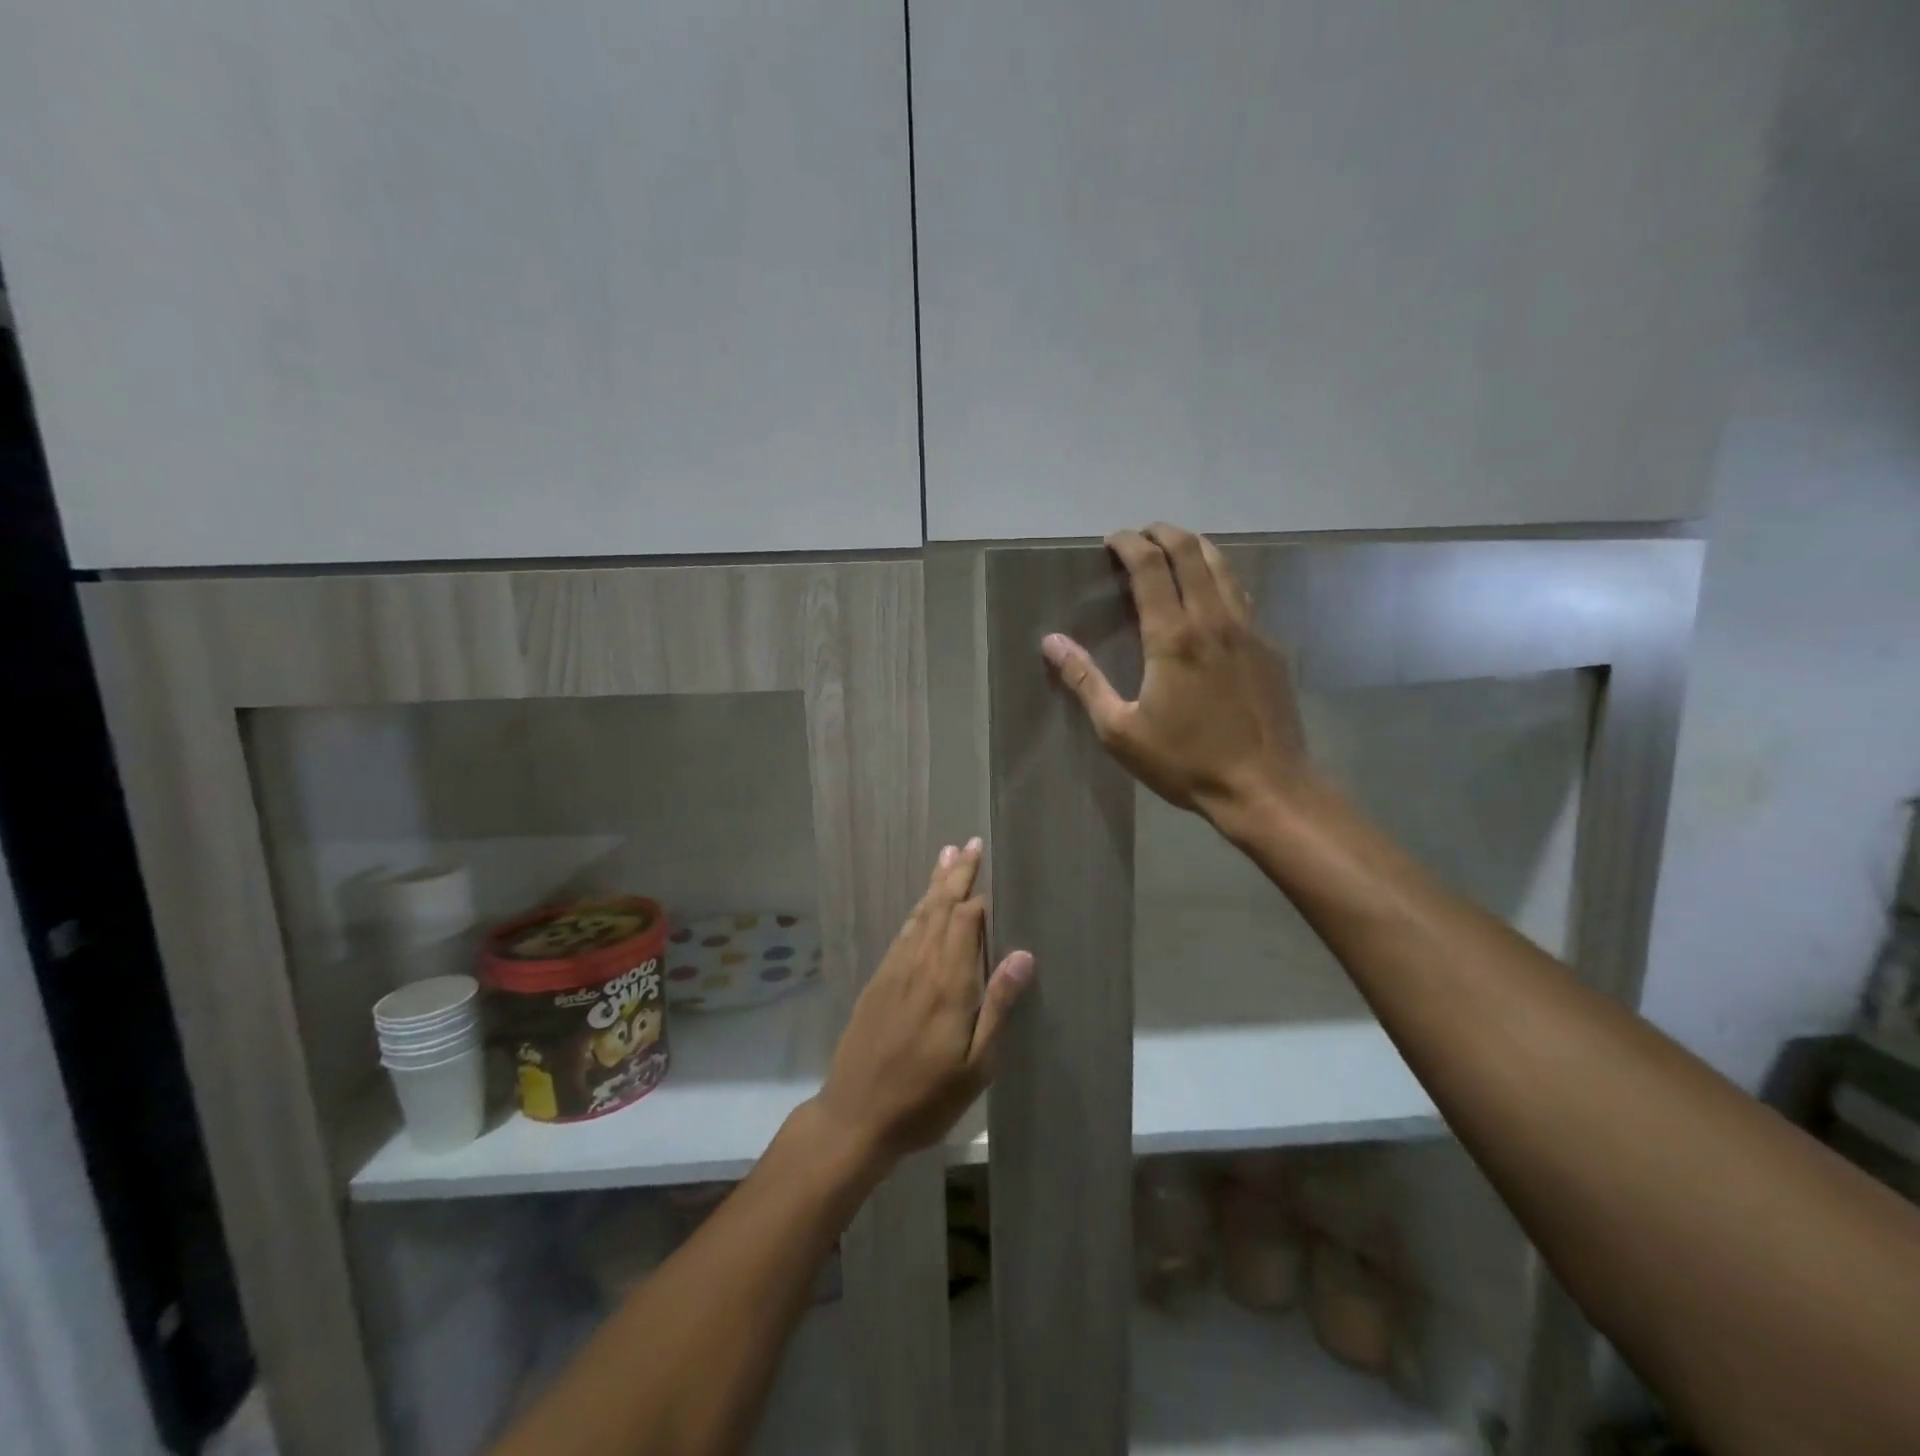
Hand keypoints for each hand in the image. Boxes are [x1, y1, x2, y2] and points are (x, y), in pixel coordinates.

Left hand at [813, 840, 1033, 1166]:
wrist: (855, 1116)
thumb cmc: (925, 1098)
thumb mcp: (975, 1066)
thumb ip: (997, 1006)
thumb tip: (1023, 954)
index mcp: (949, 984)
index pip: (967, 922)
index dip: (982, 896)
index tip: (995, 870)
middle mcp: (920, 966)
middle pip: (941, 908)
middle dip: (958, 875)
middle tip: (970, 843)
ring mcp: (895, 971)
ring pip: (919, 915)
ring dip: (935, 884)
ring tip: (947, 856)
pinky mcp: (878, 981)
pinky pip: (902, 934)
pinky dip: (915, 912)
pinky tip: (921, 906)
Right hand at [1041, 523, 1311, 828]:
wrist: (1265, 787)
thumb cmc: (1185, 762)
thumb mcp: (1120, 730)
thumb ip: (1085, 681)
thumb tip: (1051, 642)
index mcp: (1172, 637)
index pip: (1150, 567)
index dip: (1129, 544)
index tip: (1112, 540)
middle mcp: (1213, 619)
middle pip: (1191, 552)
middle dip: (1163, 533)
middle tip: (1141, 536)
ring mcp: (1248, 629)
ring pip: (1223, 566)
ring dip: (1195, 548)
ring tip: (1174, 550)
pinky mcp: (1269, 646)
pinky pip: (1242, 594)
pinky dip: (1219, 578)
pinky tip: (1210, 595)